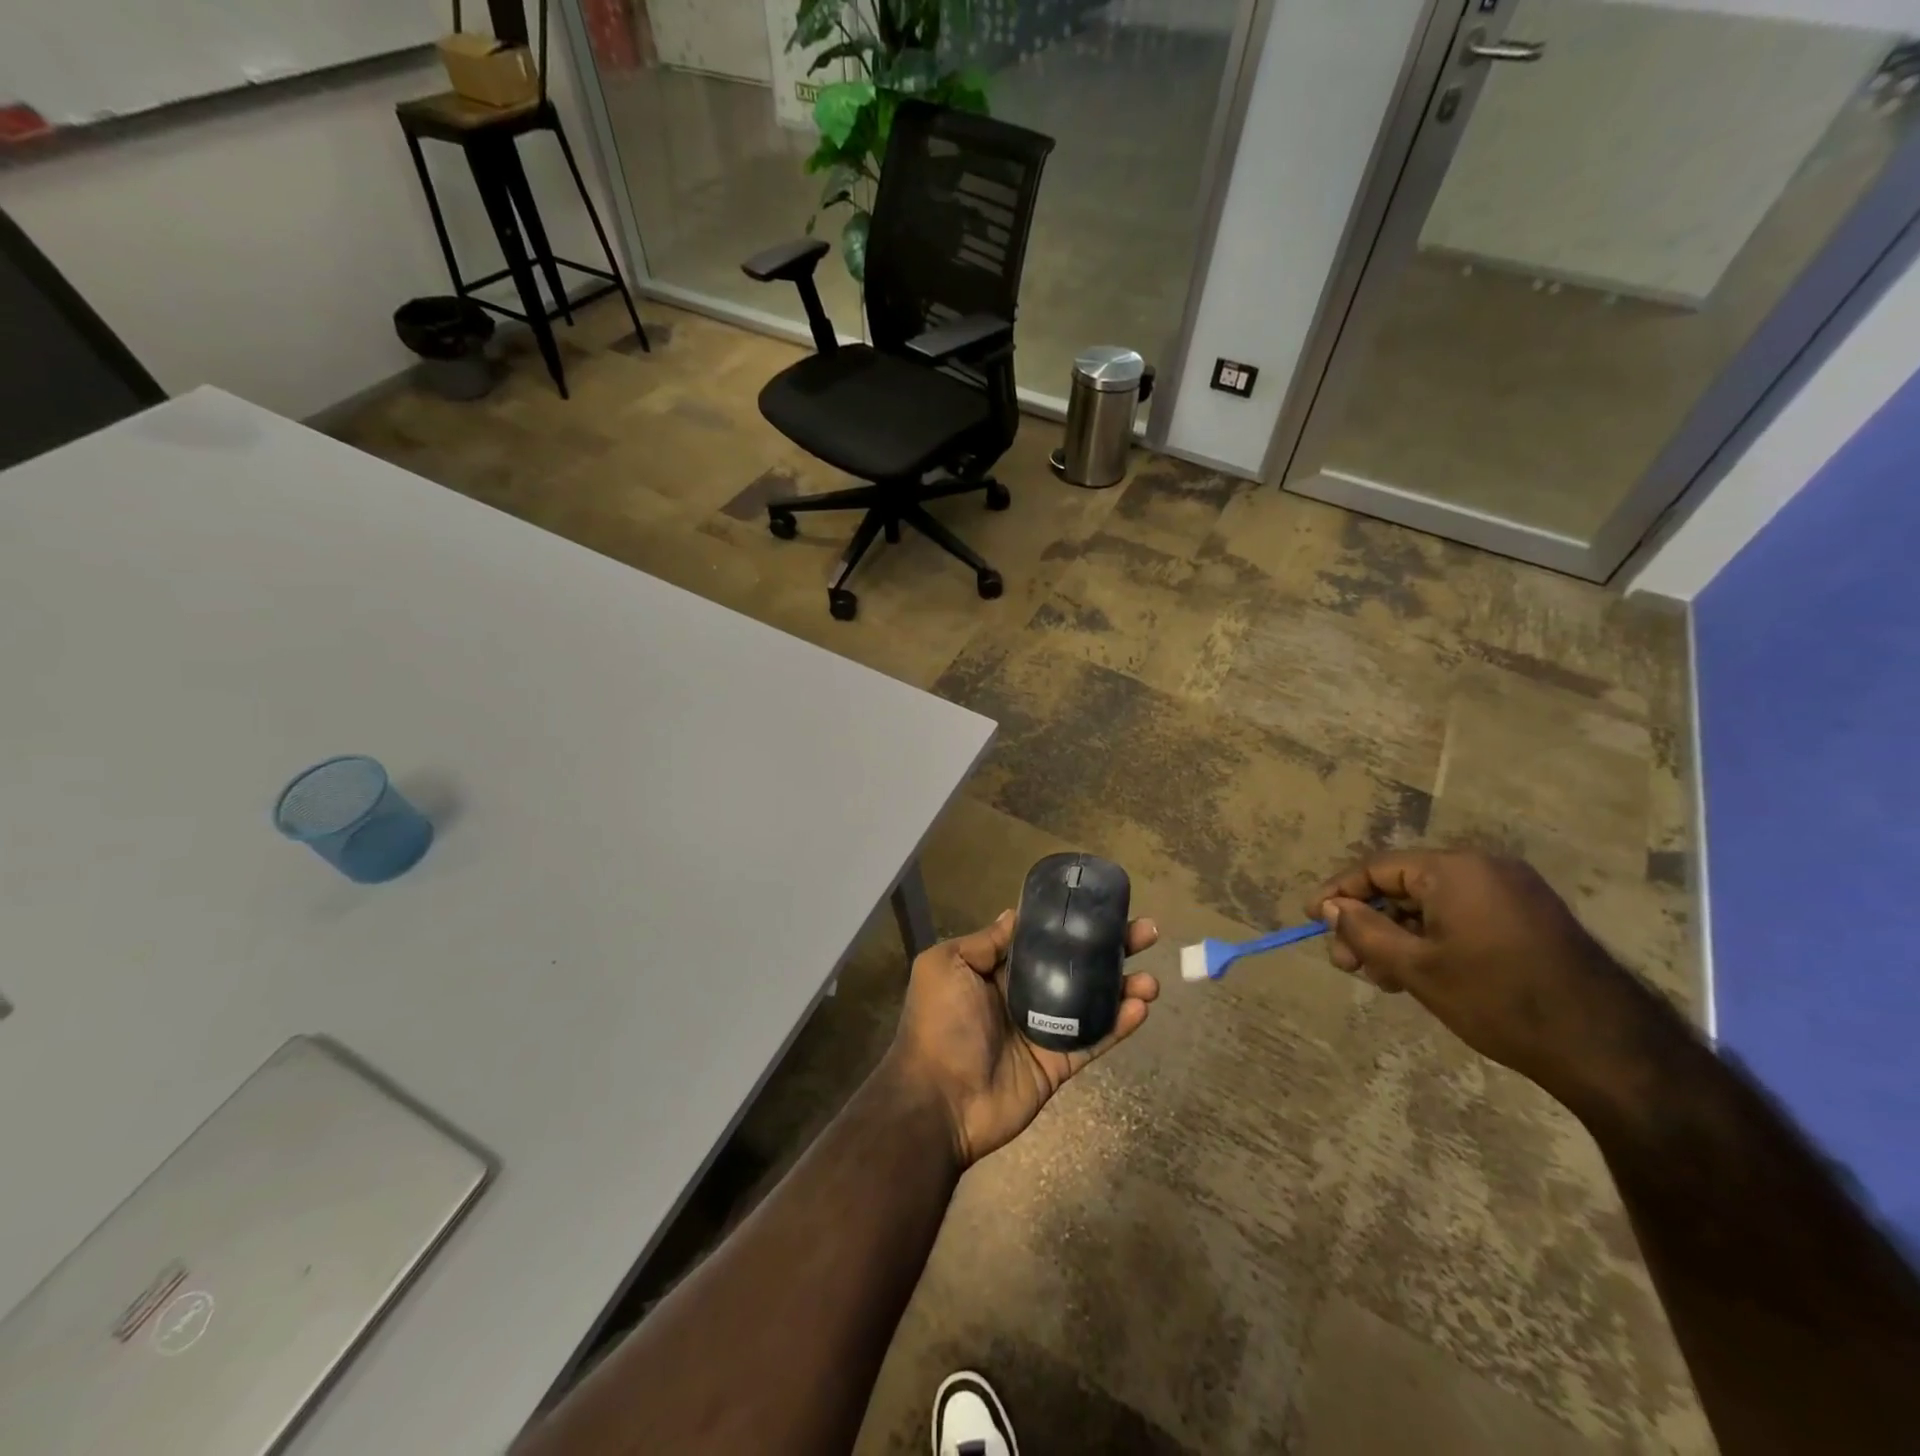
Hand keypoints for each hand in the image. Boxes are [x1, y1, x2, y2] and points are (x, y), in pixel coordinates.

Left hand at [888, 910, 1159, 1168]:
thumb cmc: (939, 1024)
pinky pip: (1093, 1040)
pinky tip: (1141, 1006)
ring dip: (1123, 987)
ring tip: (1152, 978)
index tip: (1102, 906)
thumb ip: (984, 941)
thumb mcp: (946, 965)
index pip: (1042, 940)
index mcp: (996, 971)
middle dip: (1110, 948)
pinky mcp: (1058, 1064)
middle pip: (1075, 966)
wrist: (938, 1100)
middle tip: (1145, 932)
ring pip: (1092, 1002)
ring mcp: (1044, 1031)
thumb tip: (1015, 913)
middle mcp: (1023, 996)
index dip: (1071, 923)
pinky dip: (1119, 1025)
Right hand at [1305, 850, 1644, 1103]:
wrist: (1608, 1049)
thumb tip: (1333, 907)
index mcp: (1455, 869)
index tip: (1311, 917)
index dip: (1338, 893)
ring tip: (1382, 978)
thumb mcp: (1416, 968)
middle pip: (1403, 886)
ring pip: (1431, 904)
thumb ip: (1364, 931)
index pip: (1377, 869)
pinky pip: (1462, 915)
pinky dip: (1432, 938)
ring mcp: (1512, 892)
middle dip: (1369, 923)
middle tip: (1348, 964)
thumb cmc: (1498, 1000)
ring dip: (1398, 935)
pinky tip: (1420, 973)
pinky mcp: (1530, 917)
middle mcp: (1484, 868)